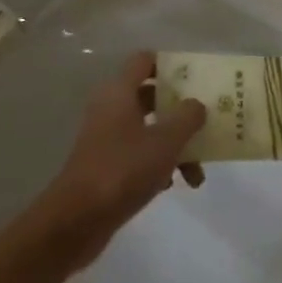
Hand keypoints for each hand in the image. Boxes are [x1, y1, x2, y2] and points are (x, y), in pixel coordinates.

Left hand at [37, 52, 206, 270]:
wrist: (76, 222)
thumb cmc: (123, 169)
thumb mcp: (166, 140)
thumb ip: (188, 116)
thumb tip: (197, 104)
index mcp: (119, 92)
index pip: (145, 60)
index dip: (170, 64)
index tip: (195, 78)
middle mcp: (110, 109)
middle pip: (151, 96)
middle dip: (180, 110)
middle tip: (205, 120)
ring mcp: (106, 139)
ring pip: (149, 129)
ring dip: (174, 145)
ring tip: (196, 173)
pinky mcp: (105, 166)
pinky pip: (138, 155)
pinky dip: (158, 165)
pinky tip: (173, 185)